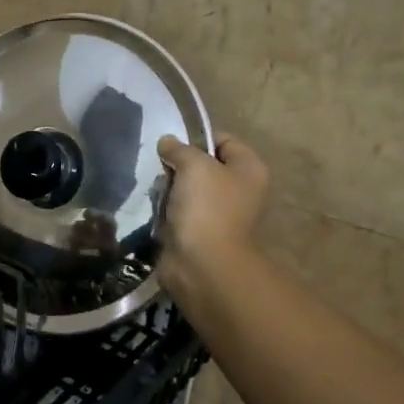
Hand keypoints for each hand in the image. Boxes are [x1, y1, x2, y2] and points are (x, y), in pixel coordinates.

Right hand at [156, 134, 269, 313]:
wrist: (203, 265)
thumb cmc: (207, 208)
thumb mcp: (193, 166)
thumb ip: (179, 149)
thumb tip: (167, 143)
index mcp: (249, 169)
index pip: (223, 140)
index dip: (197, 138)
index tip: (171, 144)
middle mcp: (239, 190)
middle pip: (204, 165)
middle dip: (179, 165)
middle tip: (160, 168)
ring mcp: (219, 214)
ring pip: (187, 189)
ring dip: (169, 189)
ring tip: (155, 190)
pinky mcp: (199, 233)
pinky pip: (179, 212)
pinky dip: (166, 210)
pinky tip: (154, 209)